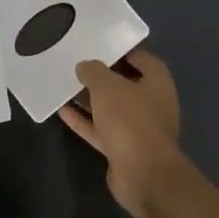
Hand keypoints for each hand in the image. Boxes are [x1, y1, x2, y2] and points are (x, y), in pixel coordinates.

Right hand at [58, 47, 183, 217]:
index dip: (120, 49)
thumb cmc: (130, 119)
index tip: (97, 43)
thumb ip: (94, 71)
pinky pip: (100, 129)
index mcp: (157, 82)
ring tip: (63, 84)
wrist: (142, 174)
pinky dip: (83, 120)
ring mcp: (137, 128)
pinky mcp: (122, 148)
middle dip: (101, 75)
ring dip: (89, 98)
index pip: (140, 57)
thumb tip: (85, 66)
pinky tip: (61, 110)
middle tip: (76, 62)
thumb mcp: (107, 86)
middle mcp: (151, 103)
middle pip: (124, 83)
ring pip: (110, 108)